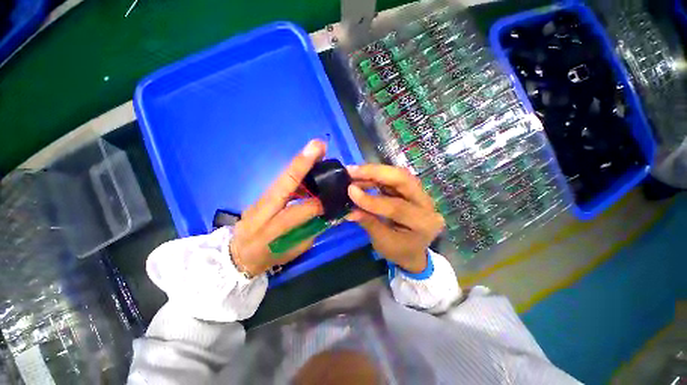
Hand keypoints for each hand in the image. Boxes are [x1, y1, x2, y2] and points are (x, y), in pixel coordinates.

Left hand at [230, 140, 325, 276]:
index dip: (317, 204)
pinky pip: (282, 179)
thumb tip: (328, 215)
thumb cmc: (267, 256)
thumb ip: (311, 232)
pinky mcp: (262, 194)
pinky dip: (296, 170)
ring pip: (283, 176)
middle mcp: (264, 209)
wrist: (237, 254)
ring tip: (317, 150)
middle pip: (284, 183)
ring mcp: (261, 199)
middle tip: (319, 146)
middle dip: (303, 163)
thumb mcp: (292, 251)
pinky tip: (308, 165)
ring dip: (301, 162)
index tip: (332, 198)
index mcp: (272, 229)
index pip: (298, 211)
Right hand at [347, 165, 444, 272]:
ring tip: (353, 172)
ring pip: (398, 175)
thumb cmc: (400, 251)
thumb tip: (350, 210)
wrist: (413, 251)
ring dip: (373, 172)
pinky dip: (375, 176)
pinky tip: (361, 176)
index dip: (372, 200)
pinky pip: (392, 178)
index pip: (397, 207)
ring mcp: (419, 194)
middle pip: (403, 180)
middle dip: (376, 173)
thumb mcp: (383, 242)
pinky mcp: (410, 189)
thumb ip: (368, 223)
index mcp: (424, 223)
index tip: (350, 191)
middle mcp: (426, 203)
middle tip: (352, 171)